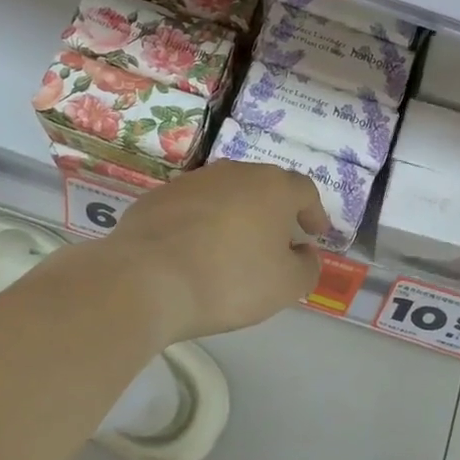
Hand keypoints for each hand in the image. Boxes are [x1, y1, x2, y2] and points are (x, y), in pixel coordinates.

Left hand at [110, 160, 327, 341]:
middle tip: (278, 240)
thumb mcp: (286, 286)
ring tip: (235, 248)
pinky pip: (191, 209)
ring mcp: (191, 182)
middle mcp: (233, 173)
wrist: (144, 280)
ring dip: (236, 216)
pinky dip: (201, 225)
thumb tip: (304, 253)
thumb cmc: (229, 280)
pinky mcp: (156, 198)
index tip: (315, 233)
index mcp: (272, 187)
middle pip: (263, 187)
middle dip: (275, 212)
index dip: (314, 212)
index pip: (304, 191)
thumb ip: (307, 267)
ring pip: (225, 195)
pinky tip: (195, 252)